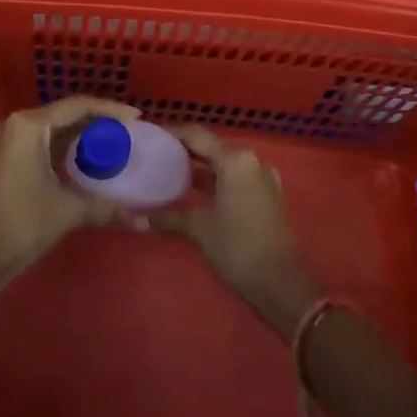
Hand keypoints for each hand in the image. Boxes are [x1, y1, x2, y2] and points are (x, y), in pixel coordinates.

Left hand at [0, 95, 138, 287]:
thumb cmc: (23, 225)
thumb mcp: (68, 210)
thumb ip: (106, 206)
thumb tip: (143, 220)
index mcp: (27, 125)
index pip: (76, 106)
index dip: (109, 110)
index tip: (135, 117)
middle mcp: (12, 123)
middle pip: (62, 114)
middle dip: (94, 122)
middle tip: (125, 131)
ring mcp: (1, 139)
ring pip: (48, 128)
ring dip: (77, 134)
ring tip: (109, 141)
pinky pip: (36, 141)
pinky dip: (59, 146)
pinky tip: (81, 156)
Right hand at [148, 125, 322, 335]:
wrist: (282, 284)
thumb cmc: (238, 248)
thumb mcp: (200, 229)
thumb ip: (168, 219)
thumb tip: (135, 219)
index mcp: (235, 160)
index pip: (197, 135)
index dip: (172, 133)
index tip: (149, 134)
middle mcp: (250, 161)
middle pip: (211, 146)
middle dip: (184, 149)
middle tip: (154, 152)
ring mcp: (261, 177)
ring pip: (223, 162)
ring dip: (199, 165)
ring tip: (168, 168)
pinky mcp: (265, 194)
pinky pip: (234, 177)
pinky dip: (214, 179)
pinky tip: (194, 190)